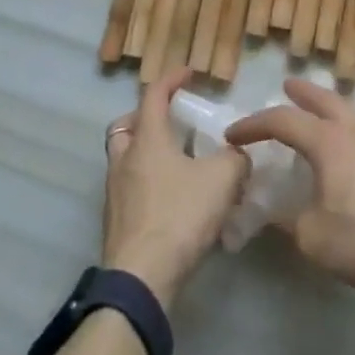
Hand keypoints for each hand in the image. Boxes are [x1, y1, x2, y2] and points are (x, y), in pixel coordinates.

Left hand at [101, 68, 248, 308]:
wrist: (141, 280)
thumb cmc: (178, 217)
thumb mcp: (221, 181)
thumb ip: (235, 160)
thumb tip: (238, 155)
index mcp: (147, 140)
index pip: (154, 95)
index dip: (172, 79)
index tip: (189, 73)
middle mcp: (125, 159)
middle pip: (127, 125)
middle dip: (147, 118)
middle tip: (171, 123)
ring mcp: (115, 193)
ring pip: (125, 158)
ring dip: (146, 153)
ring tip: (177, 163)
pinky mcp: (116, 223)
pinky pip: (129, 189)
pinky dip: (147, 184)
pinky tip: (172, 200)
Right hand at [225, 78, 354, 290]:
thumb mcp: (315, 238)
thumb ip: (289, 222)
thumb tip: (273, 213)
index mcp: (327, 140)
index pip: (282, 120)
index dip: (254, 125)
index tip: (233, 135)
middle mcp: (353, 129)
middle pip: (323, 99)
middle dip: (301, 92)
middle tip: (286, 85)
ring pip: (348, 112)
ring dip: (328, 109)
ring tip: (319, 116)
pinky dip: (347, 130)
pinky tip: (349, 151)